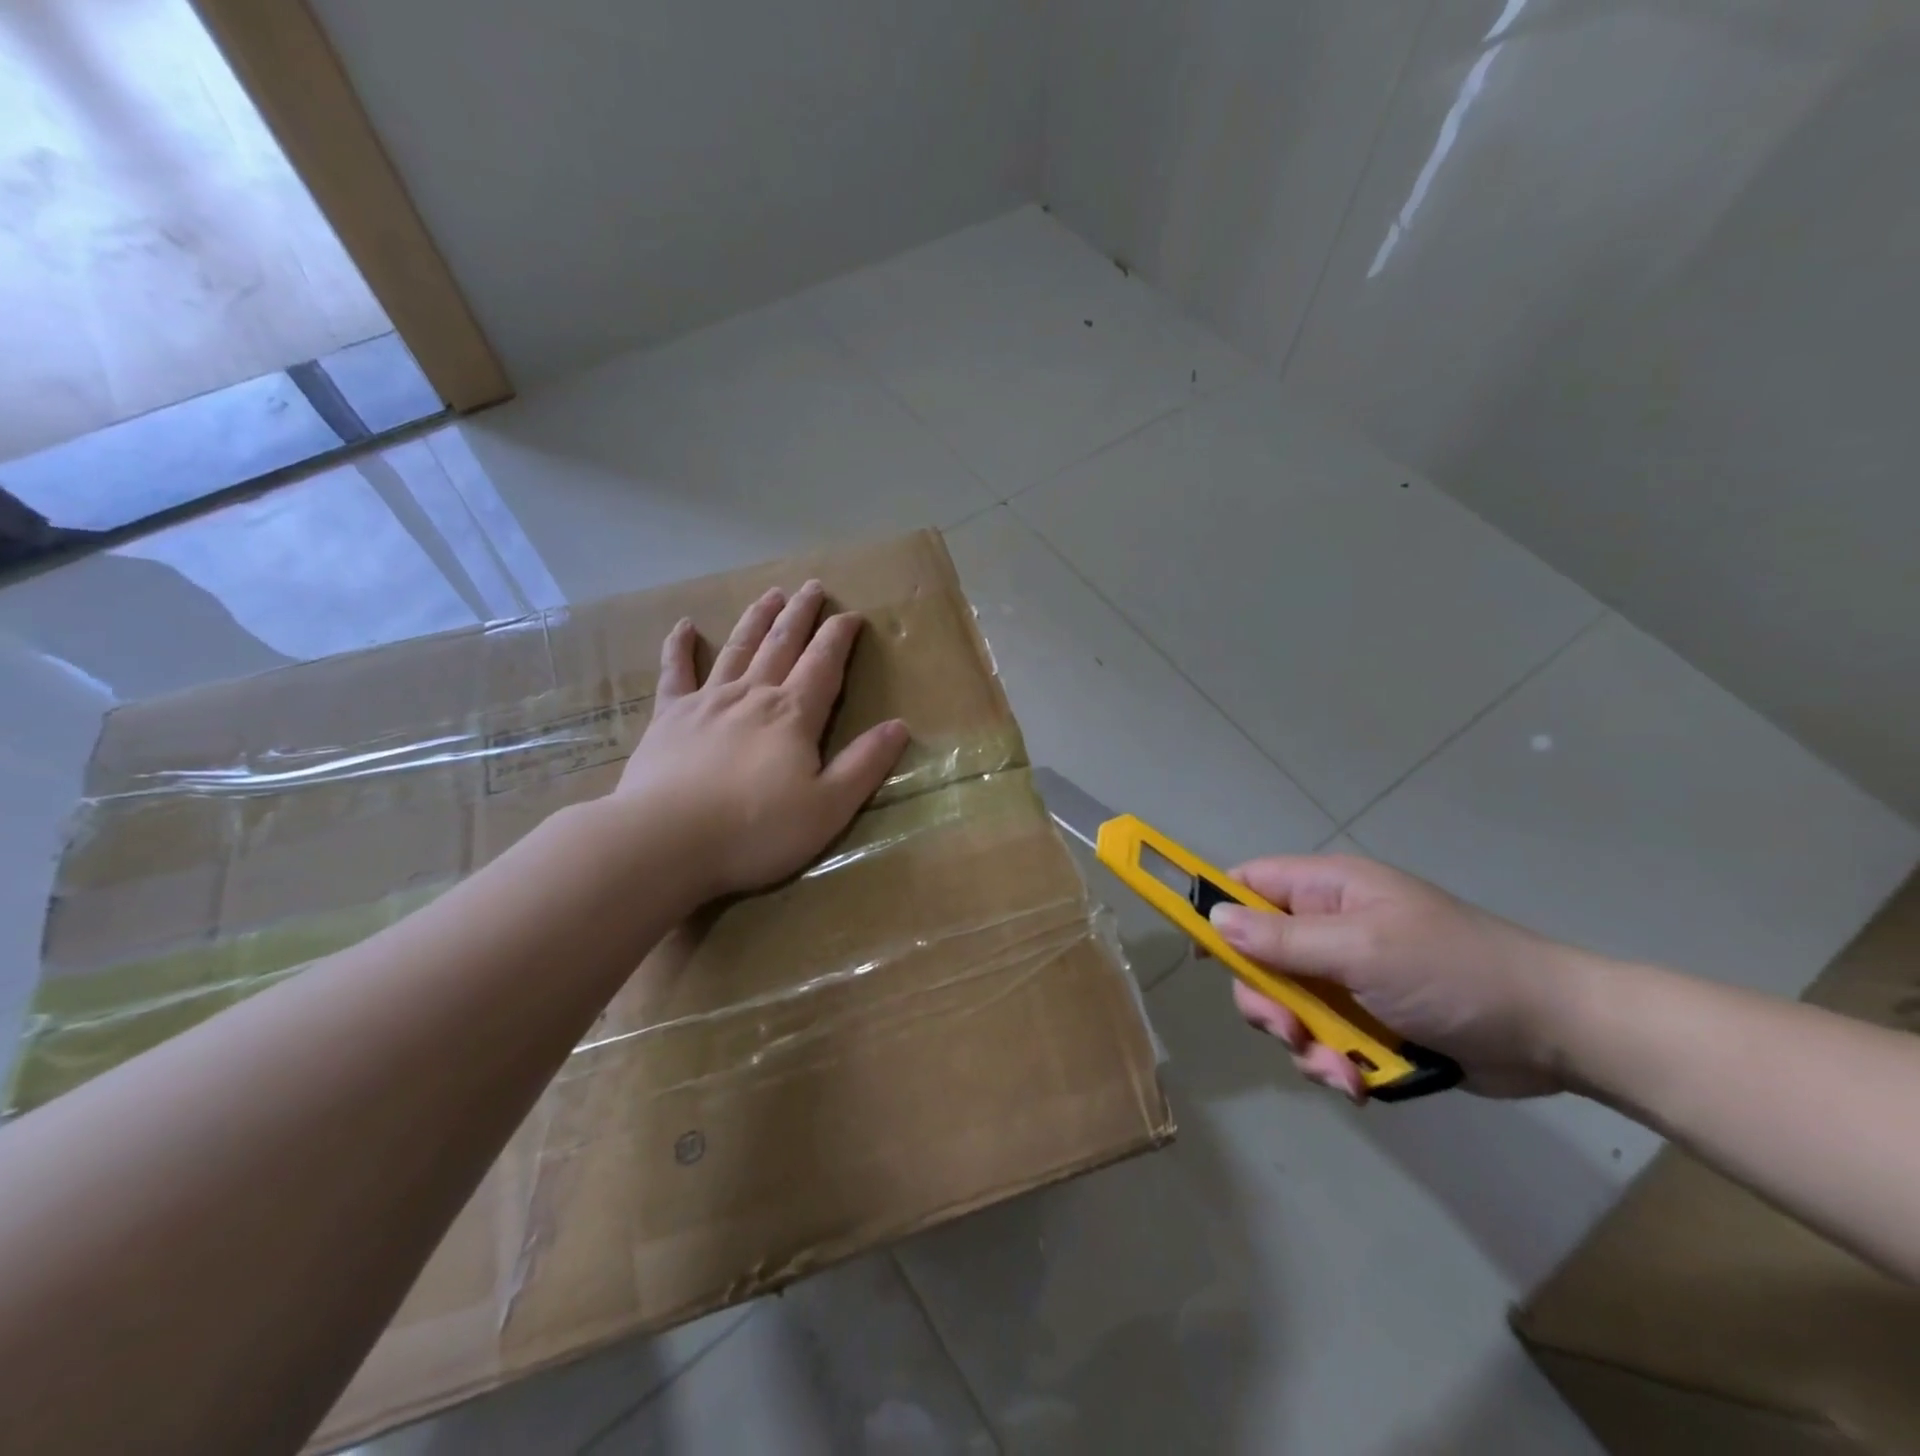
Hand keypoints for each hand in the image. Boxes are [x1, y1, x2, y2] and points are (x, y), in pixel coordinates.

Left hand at [614, 581, 909, 900]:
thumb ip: (864, 764)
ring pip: (738, 648)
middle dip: (801, 614)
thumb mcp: (828, 807)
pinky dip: (679, 647)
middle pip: (782, 644)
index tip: (852, 614)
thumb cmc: (756, 830)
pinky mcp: (668, 717)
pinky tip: (684, 626)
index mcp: (794, 715)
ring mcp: (707, 701)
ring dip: (756, 619)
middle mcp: (753, 695)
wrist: (666, 840)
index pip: (824, 663)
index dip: (839, 636)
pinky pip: (675, 672)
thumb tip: (899, 725)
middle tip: (812, 587)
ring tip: (770, 594)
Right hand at [1209, 854, 1589, 1100]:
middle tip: (1288, 1031)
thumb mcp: (1361, 950)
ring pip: (1287, 1005)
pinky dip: (1330, 1062)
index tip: (1200, 954)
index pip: (1248, 885)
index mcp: (1328, 891)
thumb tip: (1214, 919)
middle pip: (1258, 956)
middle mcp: (1330, 928)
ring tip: (1337, 1069)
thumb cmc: (1453, 972)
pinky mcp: (1368, 1019)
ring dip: (1301, 1041)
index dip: (1216, 911)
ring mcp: (1348, 975)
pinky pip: (1321, 1038)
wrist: (1556, 1033)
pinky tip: (1359, 1082)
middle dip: (1265, 1000)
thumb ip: (1283, 940)